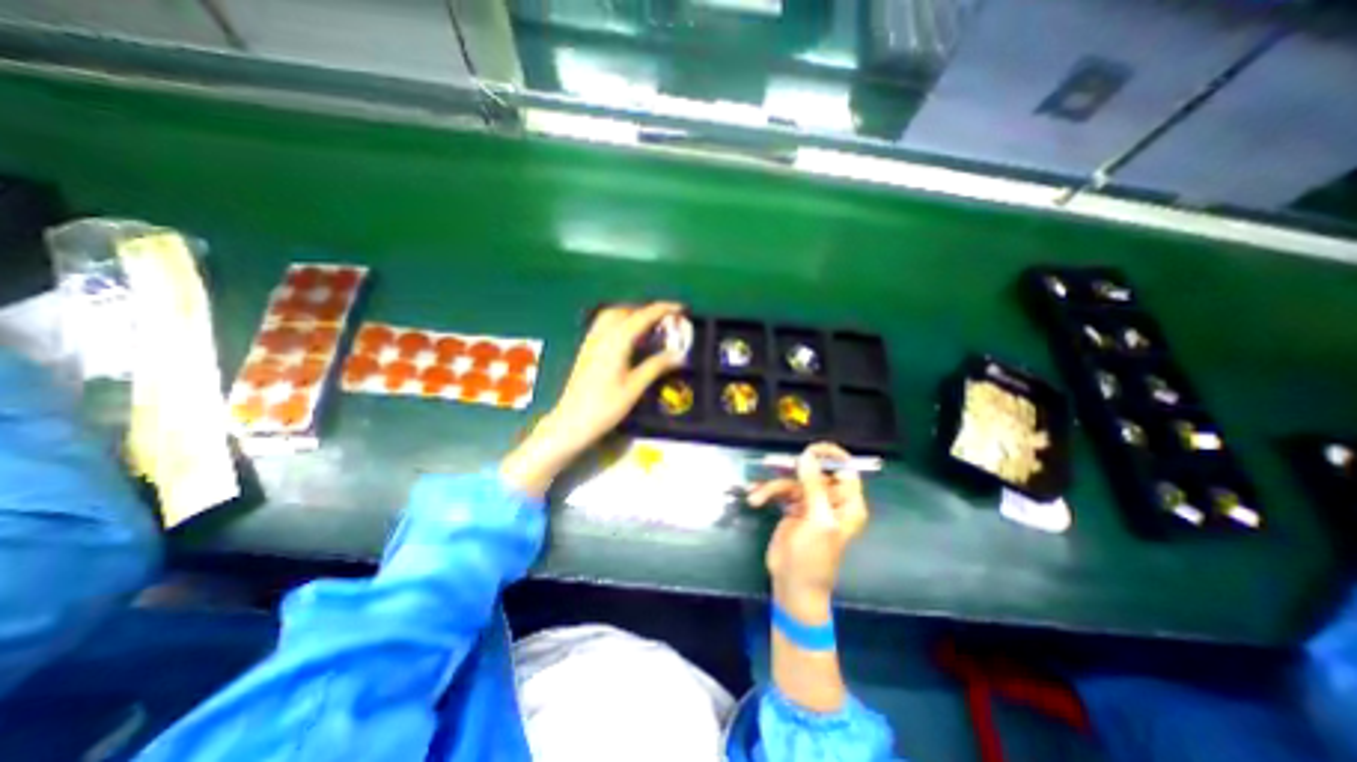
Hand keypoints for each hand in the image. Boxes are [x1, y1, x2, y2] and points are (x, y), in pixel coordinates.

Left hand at [500, 300, 685, 497]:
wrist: (572, 421)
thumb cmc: (605, 406)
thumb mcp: (635, 387)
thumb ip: (657, 366)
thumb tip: (680, 355)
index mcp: (617, 341)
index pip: (643, 316)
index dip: (663, 309)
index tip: (681, 309)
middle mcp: (602, 334)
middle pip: (626, 310)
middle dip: (647, 310)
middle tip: (665, 320)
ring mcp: (591, 341)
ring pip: (612, 315)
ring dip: (632, 314)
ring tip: (649, 326)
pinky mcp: (586, 349)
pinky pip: (604, 324)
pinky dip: (621, 322)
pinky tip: (628, 338)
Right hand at [740, 439, 868, 619]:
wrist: (792, 585)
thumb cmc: (812, 557)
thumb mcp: (817, 520)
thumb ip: (814, 486)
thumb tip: (807, 456)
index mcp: (847, 504)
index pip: (846, 470)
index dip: (831, 456)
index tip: (810, 449)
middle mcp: (832, 500)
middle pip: (815, 471)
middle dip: (793, 468)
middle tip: (776, 462)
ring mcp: (811, 503)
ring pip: (793, 480)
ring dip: (773, 487)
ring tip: (757, 497)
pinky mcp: (793, 508)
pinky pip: (780, 491)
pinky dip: (766, 492)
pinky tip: (754, 498)